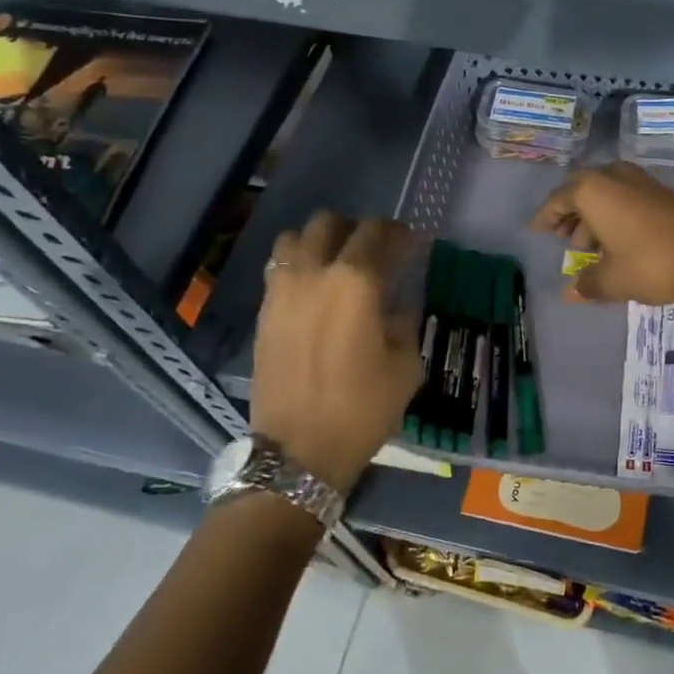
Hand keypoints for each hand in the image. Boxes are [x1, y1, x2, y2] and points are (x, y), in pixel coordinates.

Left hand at [250, 212, 424, 493]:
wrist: (298, 451)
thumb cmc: (362, 408)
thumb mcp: (406, 366)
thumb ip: (403, 323)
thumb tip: (395, 306)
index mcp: (356, 282)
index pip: (378, 233)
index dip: (399, 233)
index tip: (410, 243)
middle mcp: (314, 274)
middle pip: (329, 223)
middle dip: (355, 229)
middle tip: (373, 252)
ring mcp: (281, 291)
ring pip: (294, 239)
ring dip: (318, 243)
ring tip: (334, 266)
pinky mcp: (263, 313)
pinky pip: (278, 270)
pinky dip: (297, 268)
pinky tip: (312, 293)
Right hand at [530, 162, 673, 304]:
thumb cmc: (652, 262)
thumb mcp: (614, 280)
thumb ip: (588, 284)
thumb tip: (570, 293)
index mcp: (592, 191)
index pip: (558, 200)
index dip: (546, 217)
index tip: (537, 231)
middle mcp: (613, 177)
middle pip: (581, 190)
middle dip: (570, 213)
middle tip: (565, 237)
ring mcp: (640, 180)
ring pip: (606, 192)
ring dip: (594, 214)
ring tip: (592, 246)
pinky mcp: (661, 190)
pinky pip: (626, 196)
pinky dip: (615, 212)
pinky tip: (620, 239)